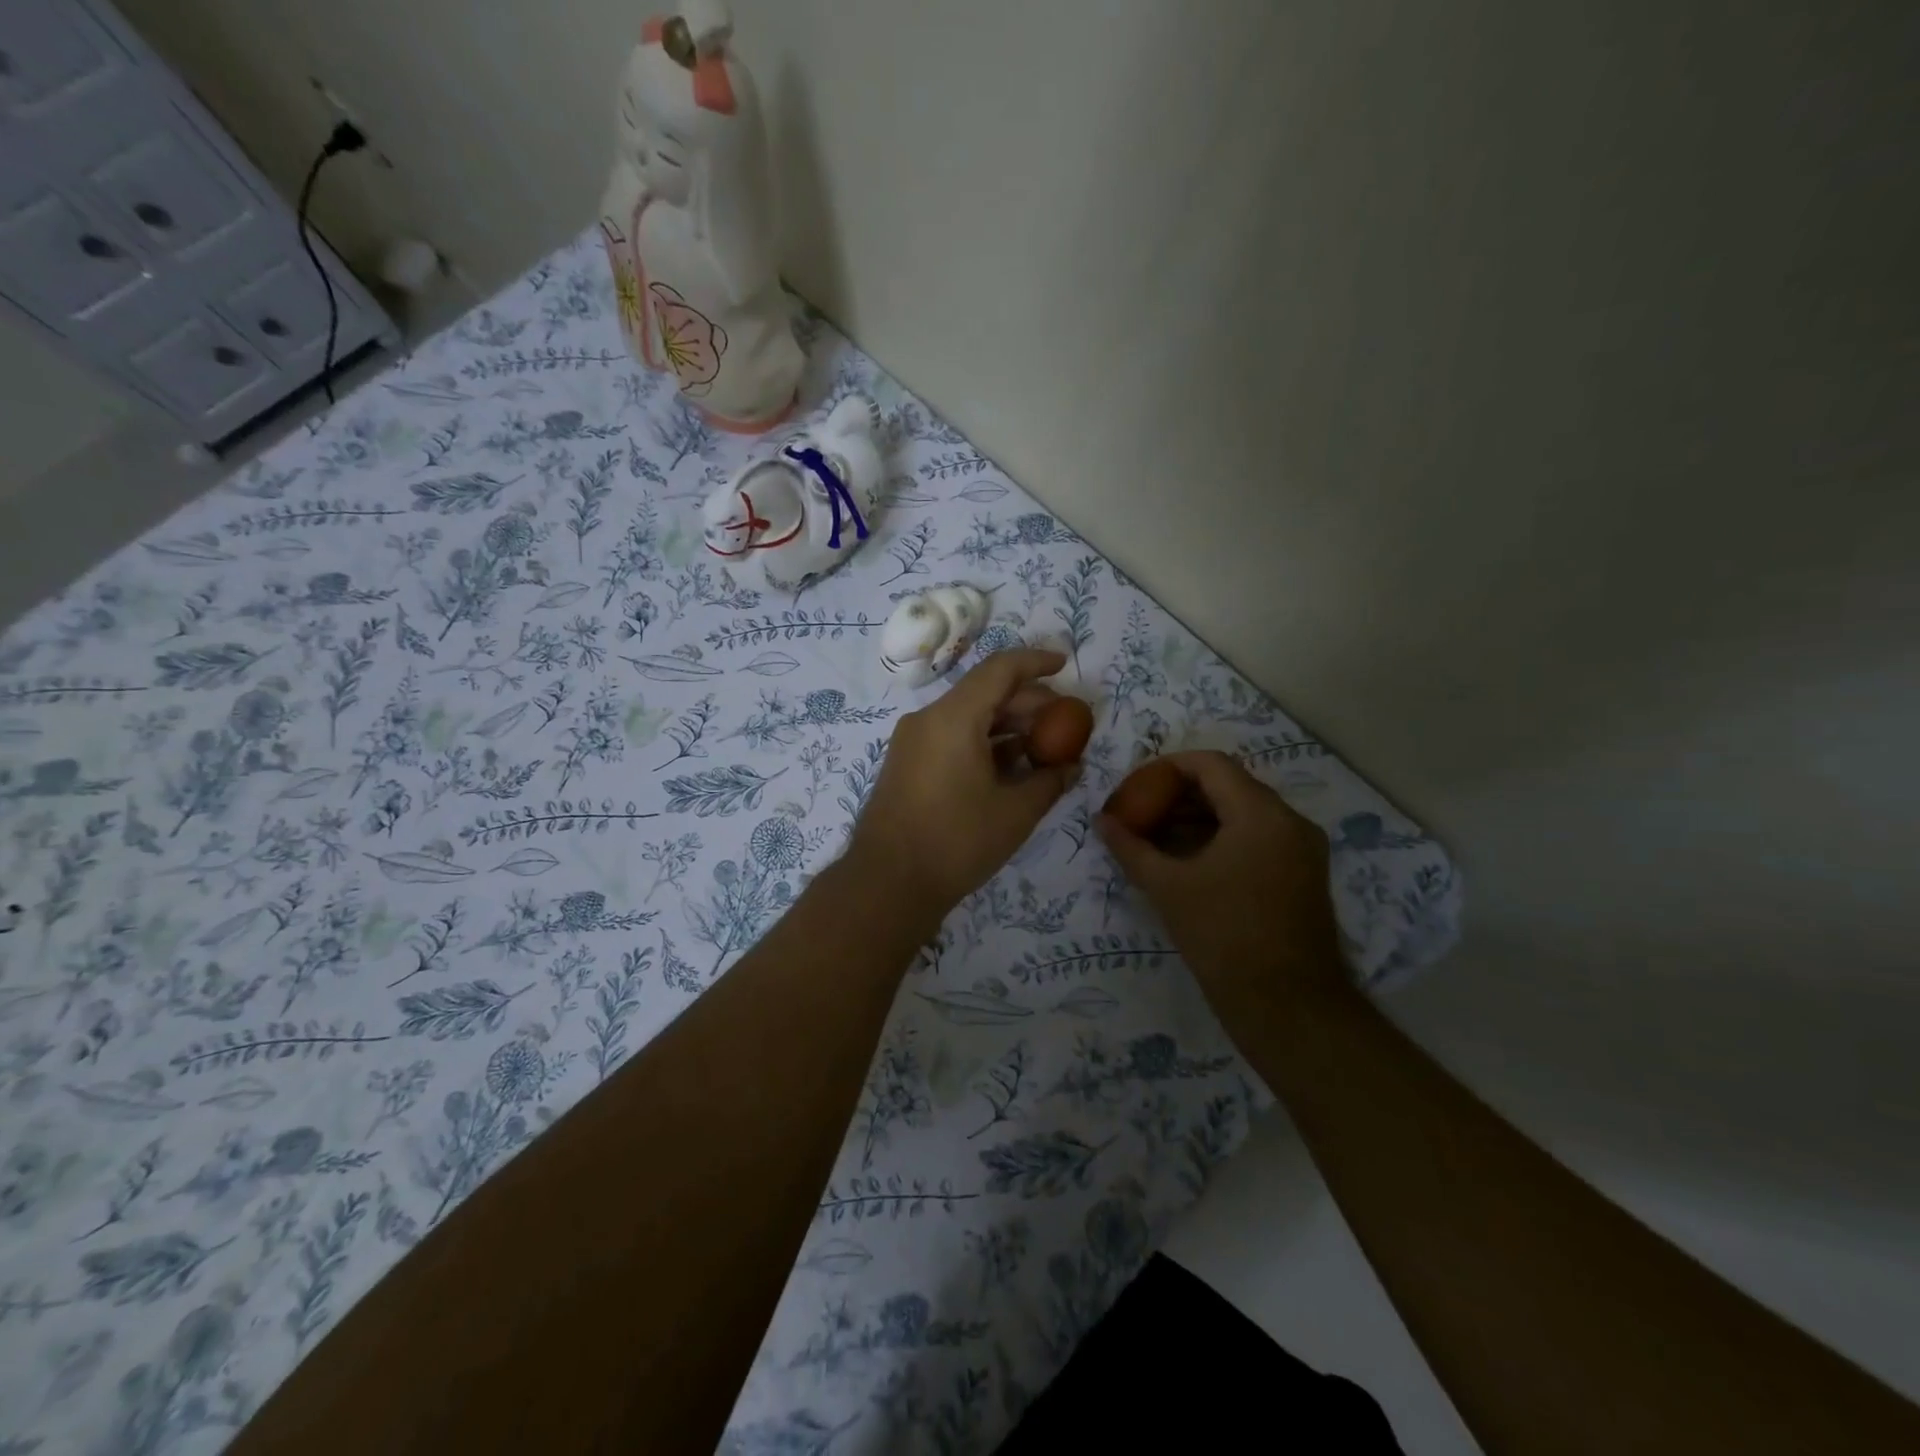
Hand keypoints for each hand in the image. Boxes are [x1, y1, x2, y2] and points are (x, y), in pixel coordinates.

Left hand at [848, 649, 1074, 916]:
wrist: (887, 883)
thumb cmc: (956, 842)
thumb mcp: (1015, 813)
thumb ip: (1049, 781)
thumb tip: (1072, 766)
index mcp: (953, 717)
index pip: (1000, 669)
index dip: (1036, 662)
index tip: (1065, 665)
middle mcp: (929, 719)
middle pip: (985, 692)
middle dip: (1029, 702)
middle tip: (1065, 722)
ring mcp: (914, 741)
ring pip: (969, 716)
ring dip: (1008, 726)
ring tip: (1045, 748)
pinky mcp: (908, 763)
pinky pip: (952, 737)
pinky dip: (985, 743)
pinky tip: (1012, 767)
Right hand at [1097, 751, 1344, 1016]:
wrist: (1288, 1007)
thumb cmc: (1224, 937)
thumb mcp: (1168, 888)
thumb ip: (1131, 848)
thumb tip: (1101, 821)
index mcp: (1261, 814)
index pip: (1210, 765)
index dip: (1167, 768)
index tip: (1135, 787)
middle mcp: (1290, 821)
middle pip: (1228, 786)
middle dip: (1179, 795)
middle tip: (1140, 812)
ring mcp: (1301, 849)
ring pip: (1243, 813)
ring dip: (1199, 818)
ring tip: (1156, 837)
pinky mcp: (1303, 875)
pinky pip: (1257, 838)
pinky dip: (1221, 839)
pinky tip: (1187, 861)